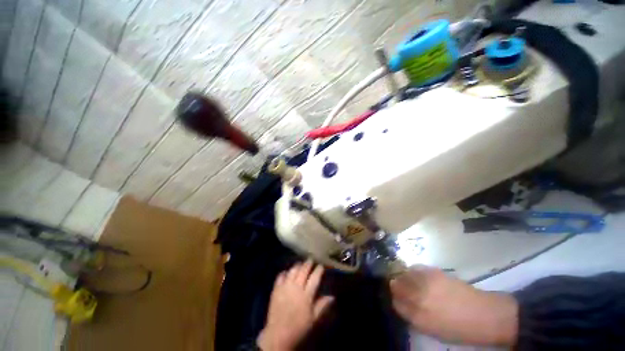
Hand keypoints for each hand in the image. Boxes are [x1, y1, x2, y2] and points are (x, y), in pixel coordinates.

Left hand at [257, 260, 333, 350]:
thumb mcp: (313, 319)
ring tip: (300, 264)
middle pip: (303, 271)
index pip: (315, 277)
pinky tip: (287, 272)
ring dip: (297, 266)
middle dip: (308, 263)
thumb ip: (322, 305)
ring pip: (293, 271)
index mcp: (306, 295)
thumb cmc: (298, 328)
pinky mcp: (276, 289)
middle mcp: (296, 287)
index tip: (321, 265)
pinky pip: (280, 276)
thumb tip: (332, 296)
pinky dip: (285, 272)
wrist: (278, 335)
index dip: (319, 270)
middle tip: (311, 260)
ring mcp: (285, 287)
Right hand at [390, 266, 518, 345]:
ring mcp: (425, 283)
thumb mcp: (434, 331)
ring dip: (403, 277)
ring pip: (403, 274)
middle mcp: (417, 298)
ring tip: (408, 280)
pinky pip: (415, 268)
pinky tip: (418, 275)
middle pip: (396, 286)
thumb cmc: (460, 329)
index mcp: (418, 317)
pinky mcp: (433, 272)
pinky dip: (413, 270)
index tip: (399, 299)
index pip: (396, 304)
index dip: (396, 300)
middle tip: (401, 288)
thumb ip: (415, 317)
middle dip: (396, 286)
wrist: (485, 315)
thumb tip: (403, 305)